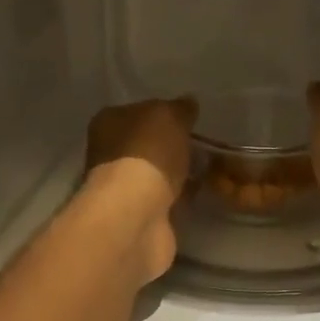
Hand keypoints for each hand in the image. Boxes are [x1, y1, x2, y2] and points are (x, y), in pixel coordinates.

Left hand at [81, 97, 196, 283]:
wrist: (137, 215)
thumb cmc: (147, 154)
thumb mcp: (169, 116)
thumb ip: (180, 108)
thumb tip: (188, 104)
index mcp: (109, 123)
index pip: (138, 111)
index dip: (164, 114)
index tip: (190, 120)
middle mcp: (109, 154)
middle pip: (146, 144)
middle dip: (171, 146)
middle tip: (204, 145)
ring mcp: (123, 188)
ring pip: (157, 173)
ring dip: (178, 172)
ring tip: (209, 168)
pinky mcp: (140, 216)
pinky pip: (166, 198)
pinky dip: (181, 196)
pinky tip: (202, 191)